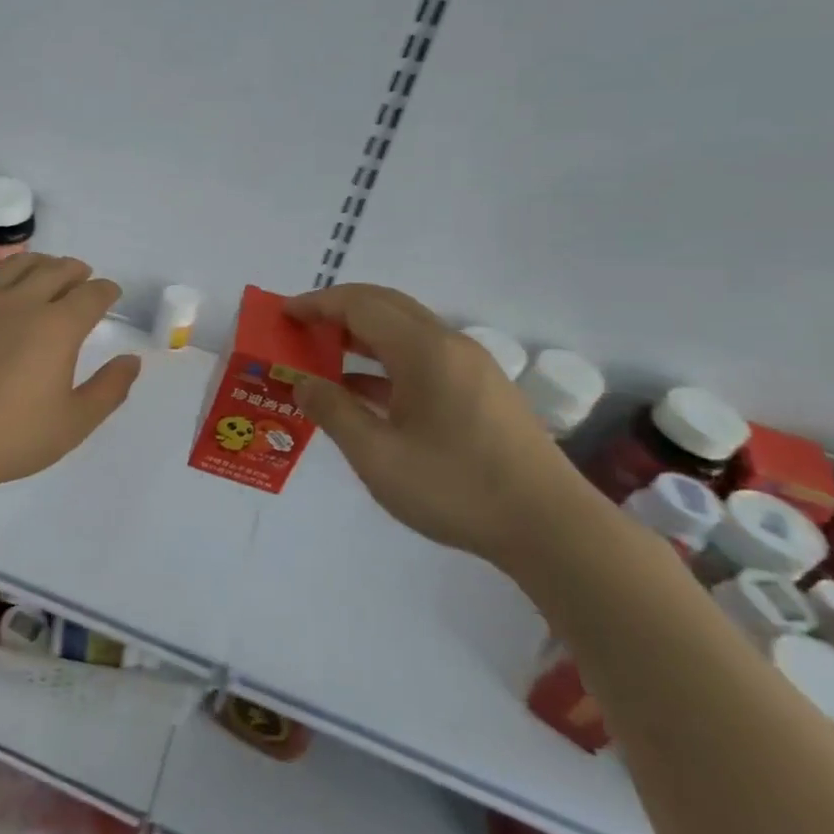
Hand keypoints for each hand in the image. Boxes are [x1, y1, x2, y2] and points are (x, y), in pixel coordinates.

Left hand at [0, 254, 141, 496]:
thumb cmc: (10, 436)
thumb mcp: (73, 423)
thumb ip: (109, 390)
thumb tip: (131, 360)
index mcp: (57, 327)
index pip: (91, 295)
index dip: (106, 291)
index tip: (111, 294)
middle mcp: (22, 302)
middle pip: (57, 270)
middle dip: (77, 271)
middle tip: (84, 279)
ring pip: (19, 265)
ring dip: (42, 264)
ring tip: (48, 272)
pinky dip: (4, 274)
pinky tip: (3, 285)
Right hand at [284, 285, 604, 570]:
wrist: (551, 529)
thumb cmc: (455, 488)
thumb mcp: (377, 455)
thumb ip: (333, 413)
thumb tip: (303, 382)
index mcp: (424, 350)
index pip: (360, 305)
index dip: (317, 304)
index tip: (282, 315)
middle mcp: (450, 345)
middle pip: (386, 307)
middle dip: (338, 311)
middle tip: (299, 329)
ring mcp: (471, 368)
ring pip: (406, 333)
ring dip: (362, 337)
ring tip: (323, 357)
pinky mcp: (482, 392)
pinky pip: (423, 359)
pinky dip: (386, 363)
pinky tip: (364, 392)